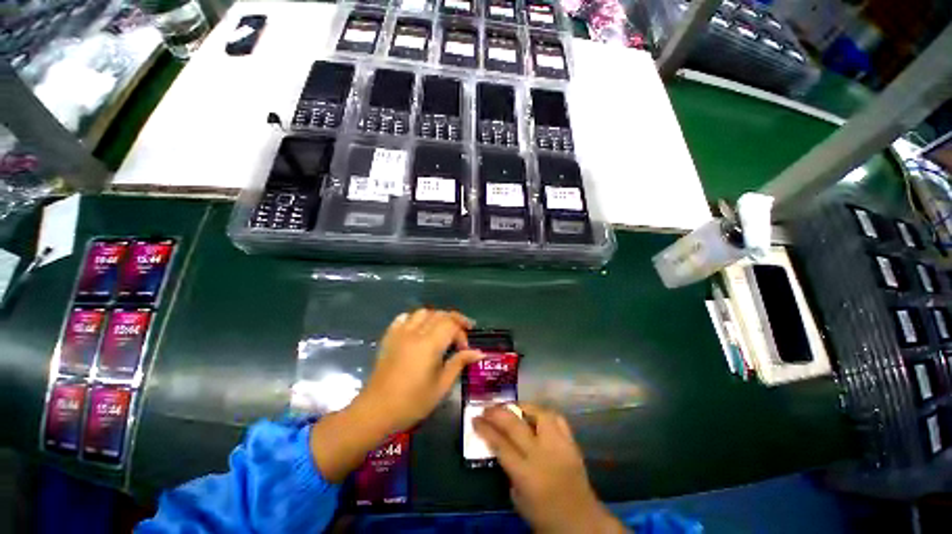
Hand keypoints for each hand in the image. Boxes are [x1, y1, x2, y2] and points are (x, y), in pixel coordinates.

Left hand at [357, 308, 482, 433]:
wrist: (376, 411)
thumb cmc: (412, 402)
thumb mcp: (441, 386)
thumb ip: (459, 363)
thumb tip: (479, 352)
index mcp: (429, 345)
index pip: (451, 324)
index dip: (462, 333)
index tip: (464, 348)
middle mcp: (415, 333)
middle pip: (439, 314)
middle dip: (454, 321)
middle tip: (460, 335)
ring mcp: (400, 333)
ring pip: (423, 312)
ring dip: (436, 318)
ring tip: (441, 331)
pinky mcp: (389, 337)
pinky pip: (404, 318)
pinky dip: (415, 319)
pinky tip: (419, 330)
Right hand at [473, 404, 626, 533]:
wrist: (581, 522)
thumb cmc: (544, 515)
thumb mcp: (518, 498)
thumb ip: (508, 469)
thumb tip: (500, 445)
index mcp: (526, 474)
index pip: (500, 444)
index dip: (485, 429)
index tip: (474, 419)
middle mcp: (542, 455)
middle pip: (515, 425)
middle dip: (497, 413)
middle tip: (487, 408)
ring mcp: (559, 446)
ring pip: (538, 414)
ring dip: (522, 407)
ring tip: (512, 408)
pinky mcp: (572, 443)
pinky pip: (558, 419)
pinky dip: (544, 413)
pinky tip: (535, 415)